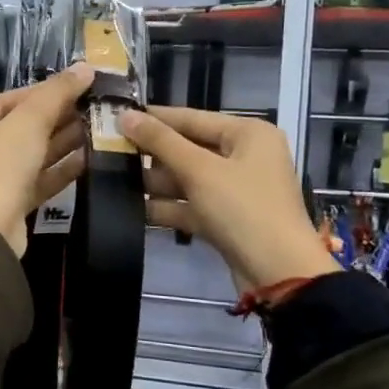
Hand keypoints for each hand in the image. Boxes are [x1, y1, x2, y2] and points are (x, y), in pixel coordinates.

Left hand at [0, 65, 92, 255]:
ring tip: (95, 128)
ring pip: (30, 156)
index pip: (5, 102)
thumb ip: (56, 94)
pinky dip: (59, 170)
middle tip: (91, 107)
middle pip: (18, 129)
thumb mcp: (27, 123)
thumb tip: (85, 67)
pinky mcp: (9, 206)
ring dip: (61, 143)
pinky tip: (88, 159)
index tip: (75, 86)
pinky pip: (36, 181)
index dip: (41, 92)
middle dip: (55, 118)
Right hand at [120, 106, 339, 293]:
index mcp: (248, 134)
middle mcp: (244, 156)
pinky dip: (168, 207)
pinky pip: (192, 205)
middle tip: (109, 152)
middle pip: (188, 148)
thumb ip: (160, 141)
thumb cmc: (243, 209)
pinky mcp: (226, 219)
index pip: (192, 118)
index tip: (115, 117)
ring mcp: (236, 190)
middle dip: (152, 155)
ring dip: (155, 183)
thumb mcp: (199, 170)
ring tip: (114, 181)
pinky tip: (133, 210)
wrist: (279, 273)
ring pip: (187, 179)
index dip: (154, 119)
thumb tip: (124, 115)